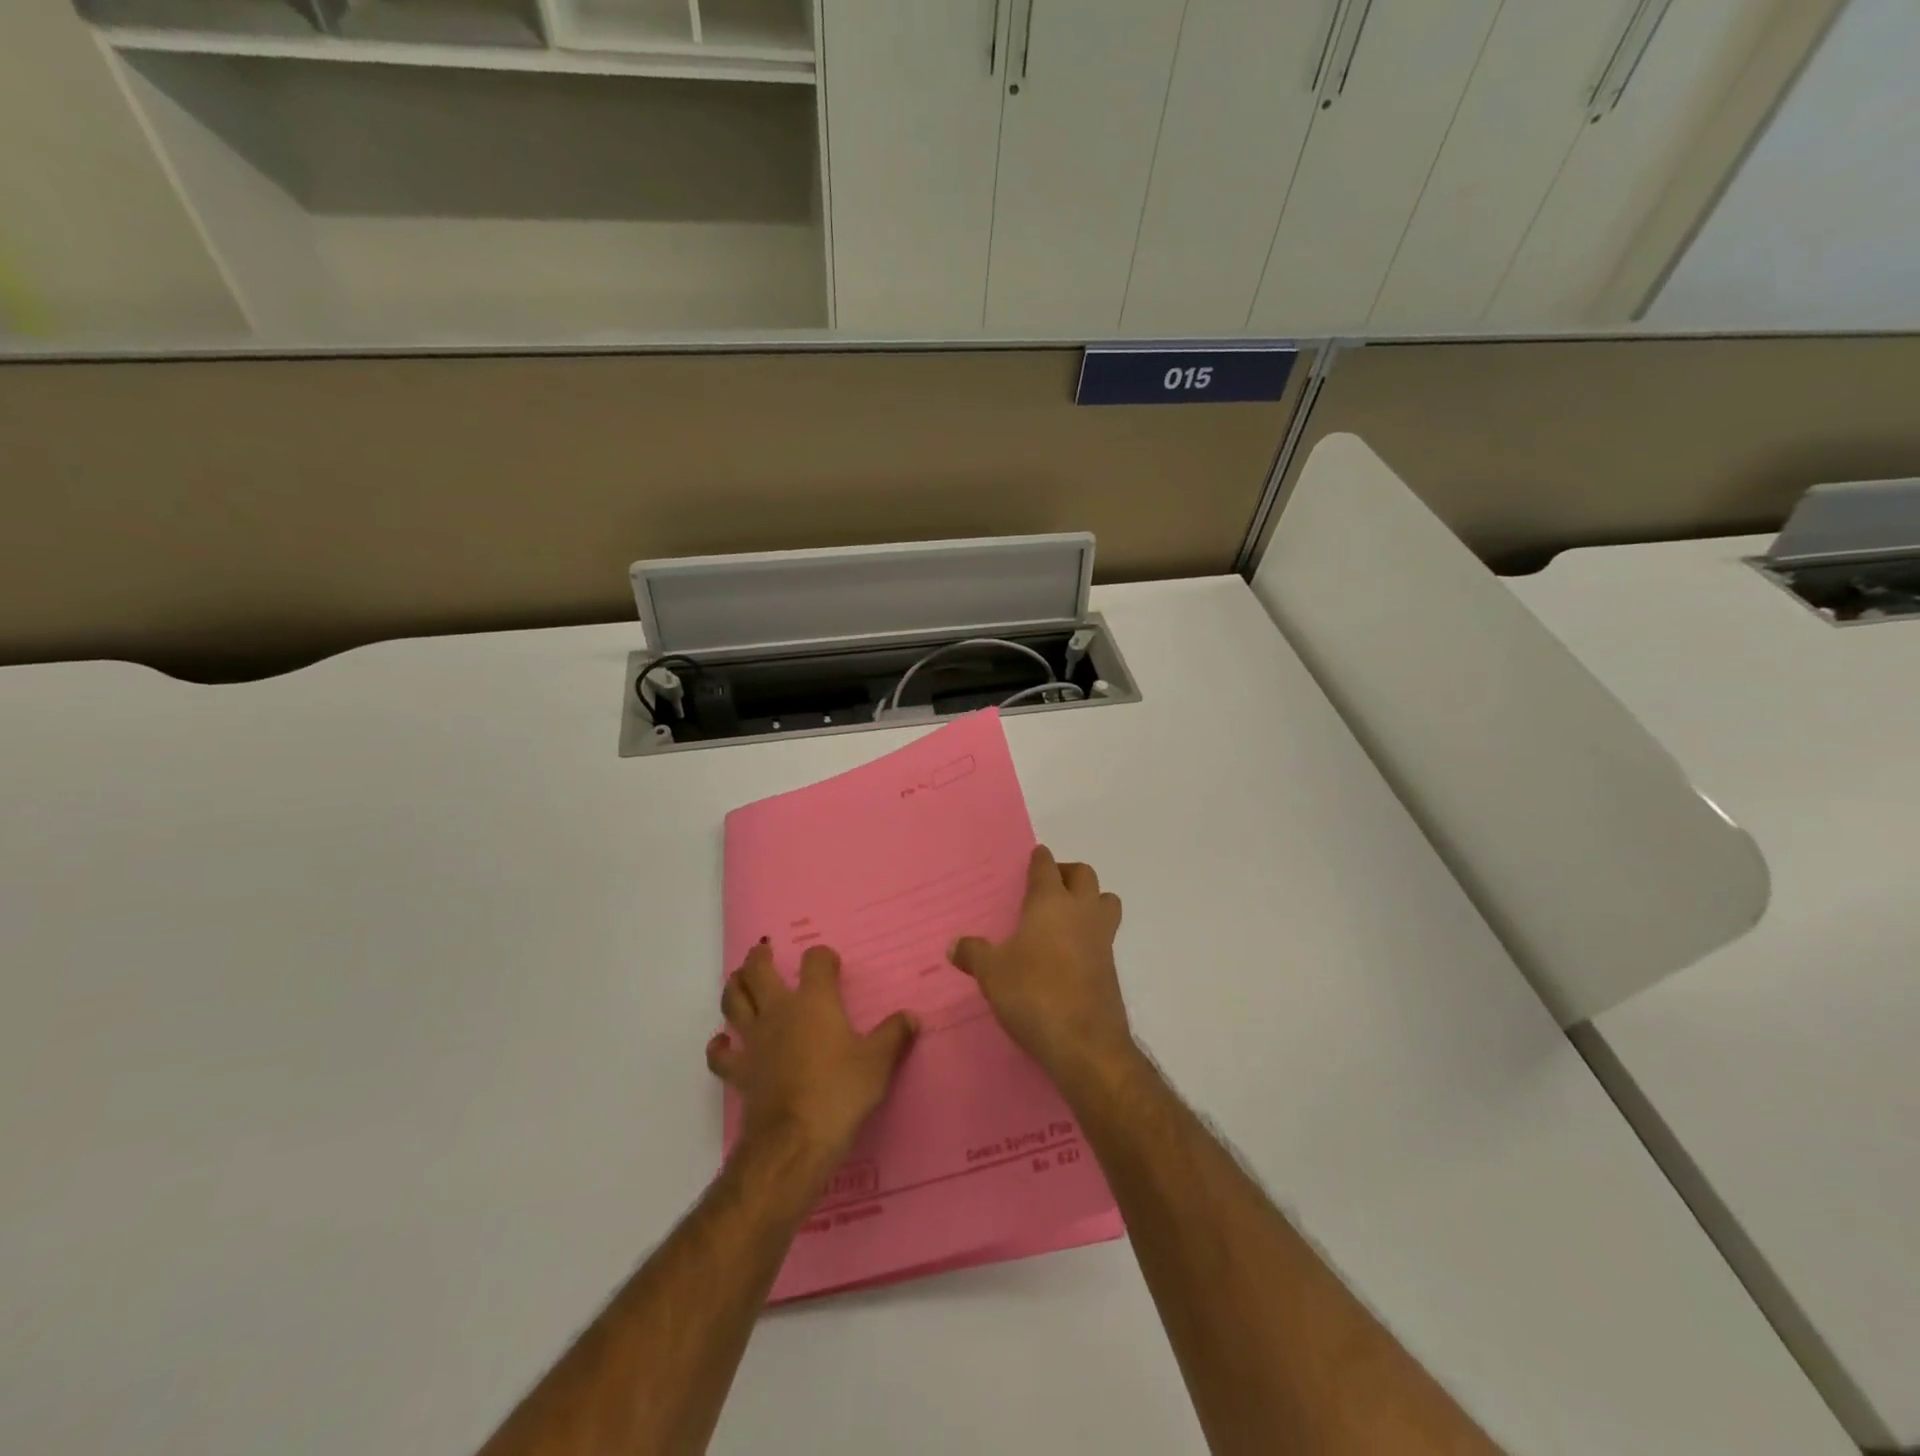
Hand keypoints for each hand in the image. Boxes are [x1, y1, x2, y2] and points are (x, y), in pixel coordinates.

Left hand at [707, 943, 918, 1168]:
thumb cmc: (840, 1092)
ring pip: (734, 1002)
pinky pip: (721, 1054)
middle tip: (763, 952)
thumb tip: (911, 1017)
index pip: (815, 962)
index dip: (822, 957)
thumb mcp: (878, 1062)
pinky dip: (719, 1045)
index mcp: (815, 1002)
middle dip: (760, 958)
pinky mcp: (740, 1072)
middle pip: (759, 972)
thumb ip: (894, 1035)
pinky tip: (722, 1042)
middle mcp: (780, 1011)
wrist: (795, 1139)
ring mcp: (755, 1040)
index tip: (830, 965)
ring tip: (737, 981)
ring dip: (734, 987)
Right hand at [950, 846, 1134, 1094]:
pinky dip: (1091, 932)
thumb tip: (955, 945)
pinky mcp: (1111, 967)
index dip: (1039, 860)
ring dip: (1090, 899)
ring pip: (1105, 901)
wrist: (1085, 1043)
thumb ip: (973, 954)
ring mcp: (1102, 939)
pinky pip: (1105, 934)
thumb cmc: (1034, 993)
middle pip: (1084, 875)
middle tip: (1048, 886)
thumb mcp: (992, 973)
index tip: (1034, 857)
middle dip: (1068, 873)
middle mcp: (1081, 912)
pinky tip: (1069, 952)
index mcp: (1051, 902)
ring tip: (1065, 915)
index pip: (1047, 867)